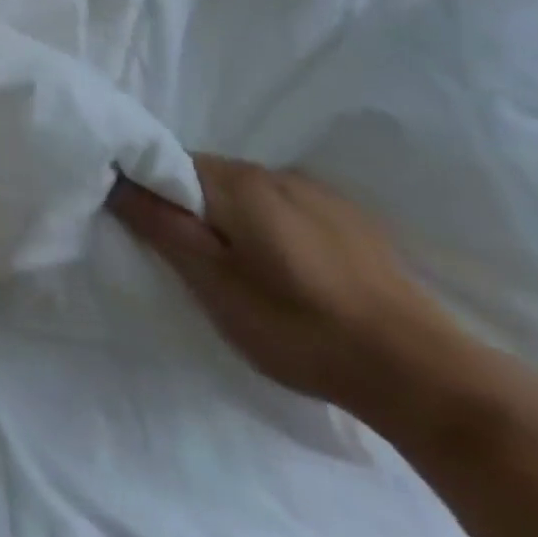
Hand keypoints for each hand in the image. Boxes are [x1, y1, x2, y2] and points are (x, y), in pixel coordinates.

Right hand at [108, 155, 474, 426]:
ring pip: (246, 192)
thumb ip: (161, 225)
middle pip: (204, 175)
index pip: (165, 162)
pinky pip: (284, 206)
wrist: (423, 374)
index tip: (145, 228)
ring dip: (230, 217)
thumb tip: (113, 179)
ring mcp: (316, 192)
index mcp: (234, 181)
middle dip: (189, 206)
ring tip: (242, 270)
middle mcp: (271, 171)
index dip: (147, 189)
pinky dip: (270, 226)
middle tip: (192, 261)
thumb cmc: (299, 328)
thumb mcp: (213, 284)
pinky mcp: (350, 218)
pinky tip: (289, 271)